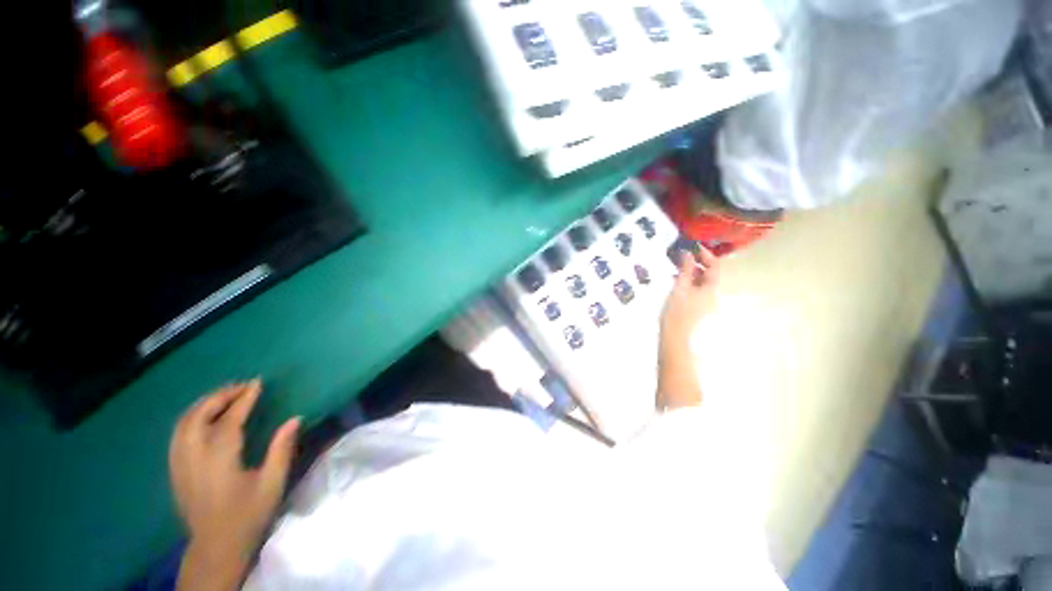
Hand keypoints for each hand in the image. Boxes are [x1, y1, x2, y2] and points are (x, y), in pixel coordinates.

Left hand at [169, 380, 299, 589]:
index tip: (257, 383)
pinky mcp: (175, 470)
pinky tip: (205, 417)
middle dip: (220, 396)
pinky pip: (178, 434)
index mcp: (219, 460)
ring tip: (225, 396)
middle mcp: (193, 457)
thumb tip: (295, 418)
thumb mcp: (272, 484)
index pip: (229, 420)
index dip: (244, 399)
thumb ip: (282, 449)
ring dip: (204, 404)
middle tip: (242, 387)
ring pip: (183, 423)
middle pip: (199, 416)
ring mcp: (179, 464)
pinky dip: (192, 417)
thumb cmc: (247, 515)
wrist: (215, 547)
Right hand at [661, 245, 720, 348]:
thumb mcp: (680, 286)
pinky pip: (695, 287)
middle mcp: (711, 293)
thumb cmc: (677, 310)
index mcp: (710, 287)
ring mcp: (704, 300)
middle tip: (682, 254)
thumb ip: (686, 269)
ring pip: (701, 280)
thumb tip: (688, 252)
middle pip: (709, 273)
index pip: (714, 265)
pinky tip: (676, 278)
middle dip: (697, 261)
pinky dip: (688, 280)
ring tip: (676, 264)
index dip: (706, 254)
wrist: (674, 334)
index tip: (693, 246)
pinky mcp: (696, 305)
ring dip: (691, 270)